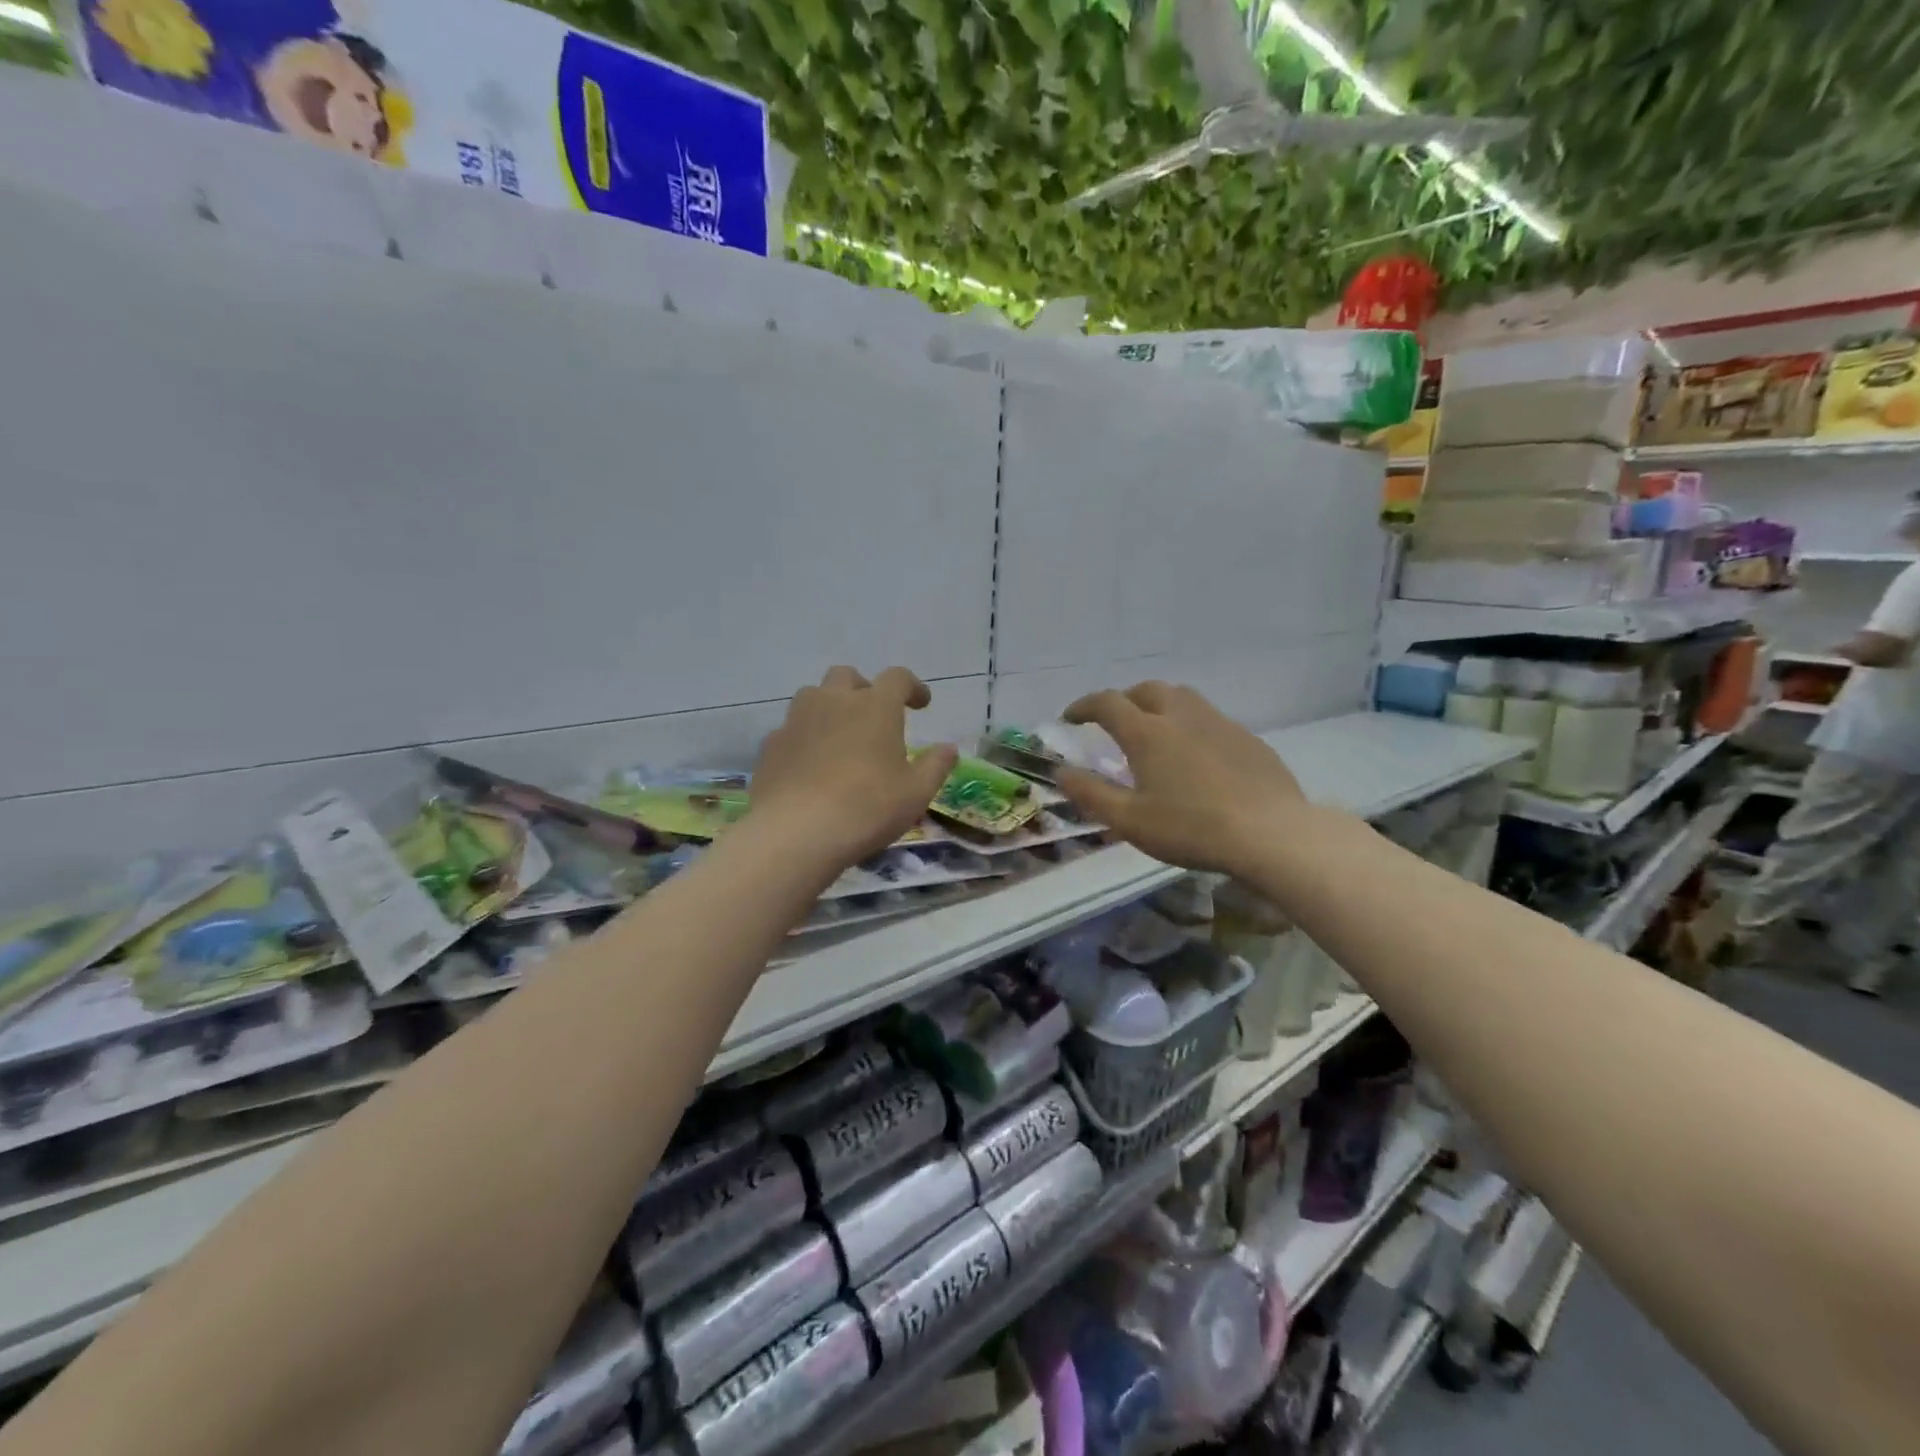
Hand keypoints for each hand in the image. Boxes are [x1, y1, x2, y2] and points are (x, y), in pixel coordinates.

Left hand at [750, 667, 958, 868]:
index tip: (921, 704)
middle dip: (863, 689)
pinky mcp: (771, 745)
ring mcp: (796, 720)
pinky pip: (791, 729)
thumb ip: (935, 765)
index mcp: (875, 706)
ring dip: (829, 707)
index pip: (898, 678)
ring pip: (813, 696)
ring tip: (839, 737)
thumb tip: (949, 748)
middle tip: (873, 715)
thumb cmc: (867, 808)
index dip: (912, 687)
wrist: (796, 832)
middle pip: (847, 676)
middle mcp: (833, 701)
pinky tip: (810, 765)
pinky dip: (805, 738)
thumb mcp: (916, 793)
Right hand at [1055, 682, 1306, 873]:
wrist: (1271, 834)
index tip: (1070, 717)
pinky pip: (1210, 719)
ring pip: (1182, 698)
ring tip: (1155, 730)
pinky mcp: (1248, 739)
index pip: (1107, 703)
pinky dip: (1191, 725)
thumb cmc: (1191, 828)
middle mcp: (1181, 716)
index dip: (1084, 706)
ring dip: (1160, 705)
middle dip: (1124, 699)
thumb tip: (1061, 773)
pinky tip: (1197, 755)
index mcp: (1147, 732)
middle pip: (1147, 690)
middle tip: (1115, 721)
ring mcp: (1219, 723)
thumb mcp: (1130, 821)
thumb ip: (1091, 794)